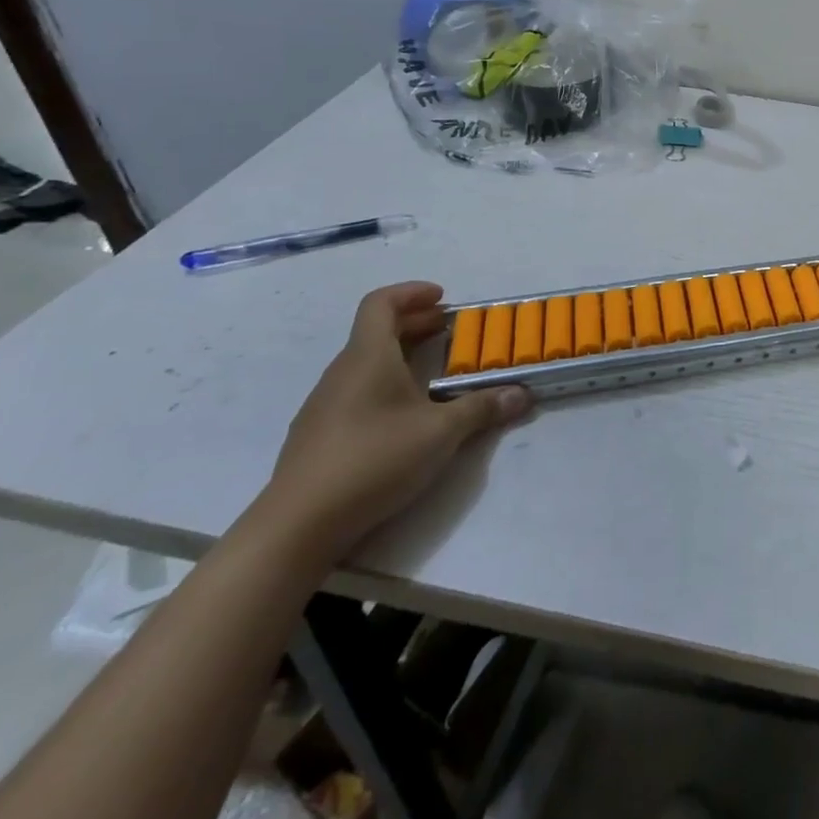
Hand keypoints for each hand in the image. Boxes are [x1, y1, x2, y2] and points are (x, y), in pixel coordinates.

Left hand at [261, 282, 531, 559]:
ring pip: (365, 362)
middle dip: (415, 323)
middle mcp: (342, 372)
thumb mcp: (441, 433)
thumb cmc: (373, 460)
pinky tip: (403, 414)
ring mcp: (324, 405)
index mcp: (368, 357)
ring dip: (399, 355)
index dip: (411, 292)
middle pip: (375, 331)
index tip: (442, 298)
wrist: (297, 526)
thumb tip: (521, 394)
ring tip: (433, 373)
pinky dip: (384, 384)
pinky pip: (355, 390)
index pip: (380, 303)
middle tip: (450, 331)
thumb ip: (482, 408)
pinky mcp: (318, 435)